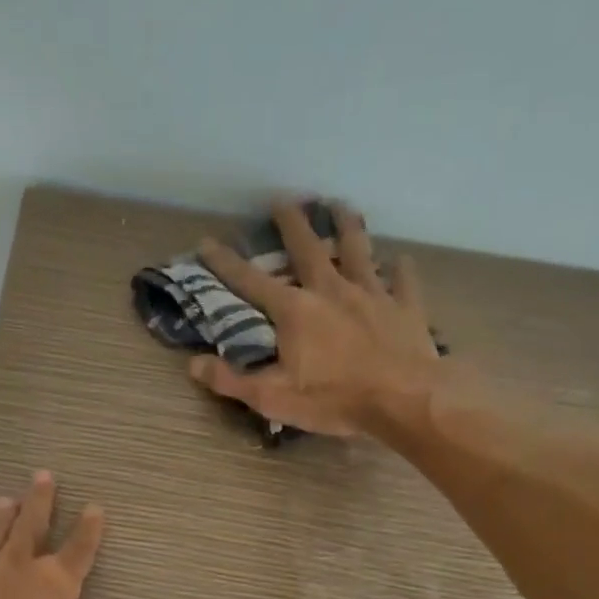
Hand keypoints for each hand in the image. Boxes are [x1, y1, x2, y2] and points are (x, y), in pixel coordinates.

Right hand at [190, 198, 441, 436]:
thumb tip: (193, 365)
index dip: (226, 262)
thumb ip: (231, 380)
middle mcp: (331, 290)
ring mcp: (371, 295)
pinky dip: (400, 270)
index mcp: (295, 311)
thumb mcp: (272, 397)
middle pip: (308, 248)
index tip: (208, 242)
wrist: (404, 399)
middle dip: (292, 223)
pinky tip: (401, 260)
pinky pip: (402, 281)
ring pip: (357, 250)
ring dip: (347, 226)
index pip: (251, 281)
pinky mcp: (404, 308)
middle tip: (283, 199)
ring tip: (341, 205)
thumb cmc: (334, 400)